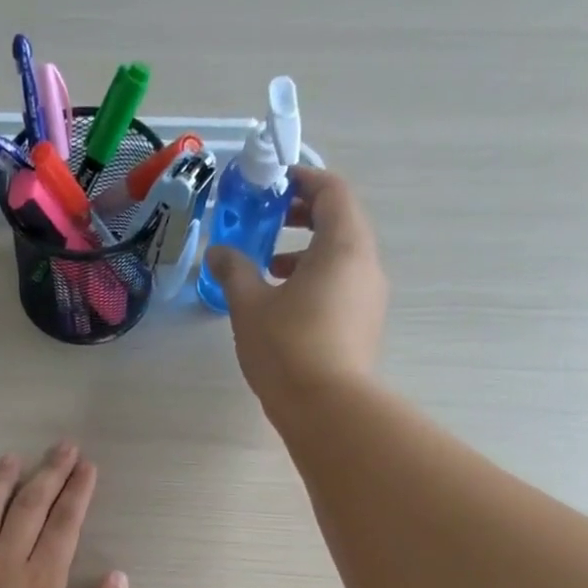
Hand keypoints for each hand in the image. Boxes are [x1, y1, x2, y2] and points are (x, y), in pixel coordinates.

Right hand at [203, 165, 388, 414]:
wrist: (327, 408)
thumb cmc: (288, 347)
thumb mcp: (250, 305)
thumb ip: (234, 271)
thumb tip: (218, 253)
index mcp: (343, 245)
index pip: (332, 191)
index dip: (304, 179)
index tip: (274, 183)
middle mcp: (365, 264)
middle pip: (340, 222)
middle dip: (303, 216)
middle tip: (268, 220)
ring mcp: (369, 298)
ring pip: (340, 258)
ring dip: (306, 253)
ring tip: (267, 269)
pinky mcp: (364, 326)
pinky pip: (341, 286)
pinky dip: (315, 280)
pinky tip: (283, 306)